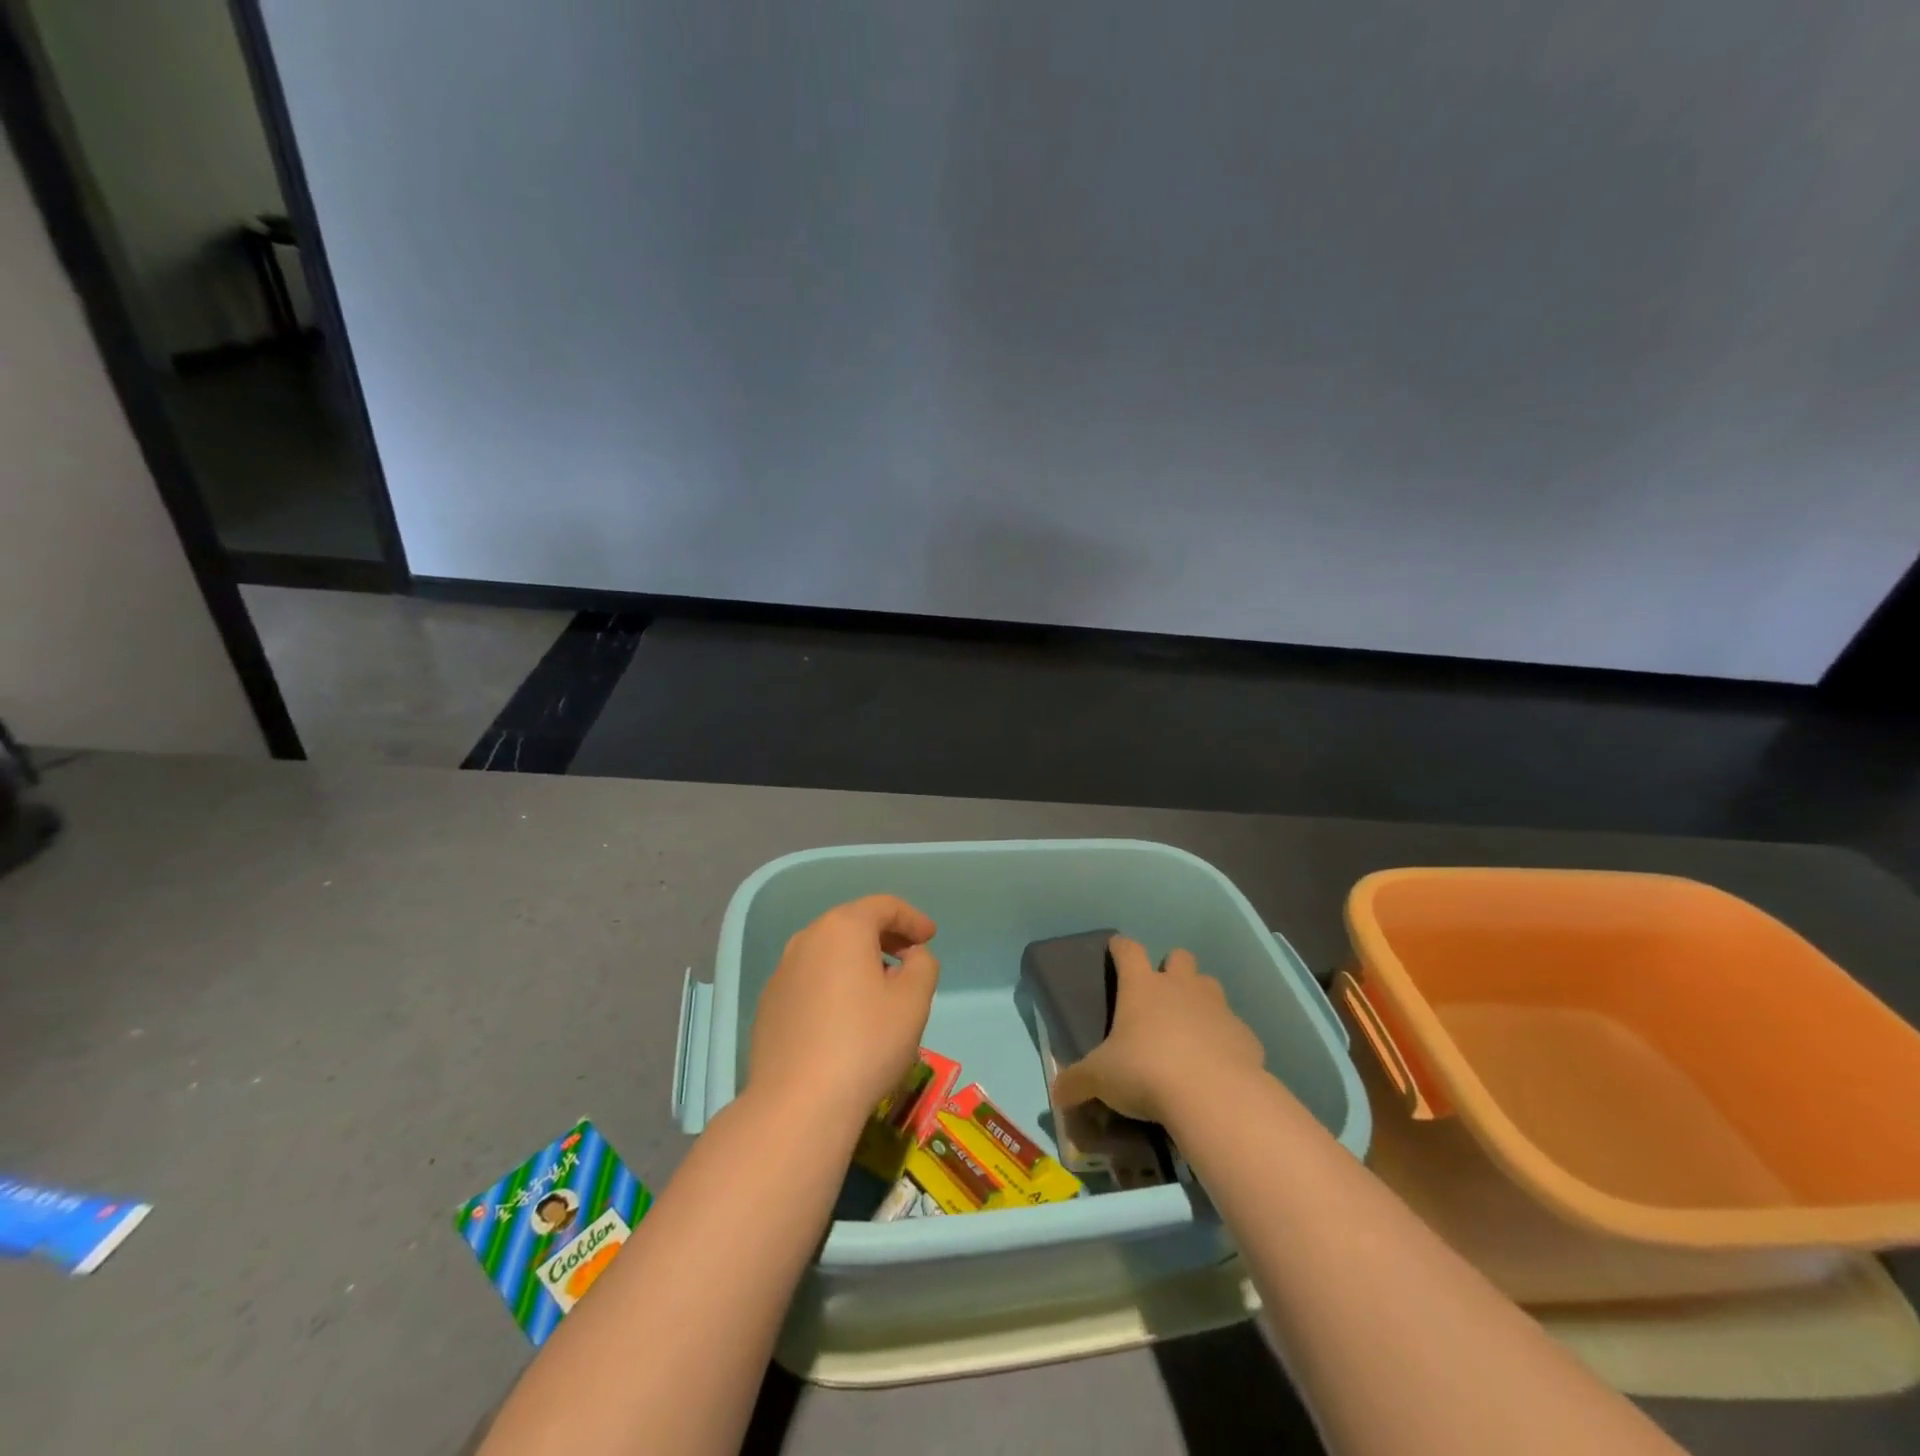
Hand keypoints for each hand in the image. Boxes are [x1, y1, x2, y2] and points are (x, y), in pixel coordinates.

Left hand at [747, 895, 940, 1131]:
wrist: (798, 1104)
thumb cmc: (866, 1043)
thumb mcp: (913, 1001)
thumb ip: (923, 965)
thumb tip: (910, 957)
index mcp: (843, 928)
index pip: (884, 906)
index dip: (912, 918)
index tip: (930, 937)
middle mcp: (807, 939)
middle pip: (852, 924)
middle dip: (885, 936)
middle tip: (910, 957)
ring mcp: (782, 972)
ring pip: (829, 952)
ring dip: (858, 960)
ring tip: (881, 988)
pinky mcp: (769, 1005)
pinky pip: (810, 979)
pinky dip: (834, 983)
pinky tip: (845, 1016)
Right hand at [1051, 935, 1264, 1125]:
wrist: (1214, 1096)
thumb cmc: (1146, 1072)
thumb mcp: (1100, 1079)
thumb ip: (1076, 1082)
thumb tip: (1056, 1094)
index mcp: (1142, 987)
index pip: (1129, 950)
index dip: (1121, 948)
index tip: (1116, 949)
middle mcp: (1181, 987)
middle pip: (1179, 957)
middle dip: (1171, 968)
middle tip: (1159, 996)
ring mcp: (1217, 1008)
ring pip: (1210, 985)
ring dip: (1199, 998)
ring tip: (1189, 1028)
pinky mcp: (1245, 1035)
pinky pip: (1233, 1028)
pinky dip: (1224, 1040)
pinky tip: (1216, 1065)